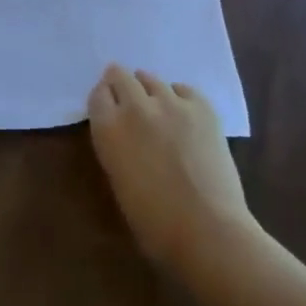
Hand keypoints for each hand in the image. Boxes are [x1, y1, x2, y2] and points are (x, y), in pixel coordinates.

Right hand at [86, 64, 255, 275]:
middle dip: (121, 84)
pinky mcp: (202, 108)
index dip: (103, 99)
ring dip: (149, 89)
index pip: (98, 94)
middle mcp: (135, 106)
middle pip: (120, 76)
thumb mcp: (117, 179)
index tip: (108, 106)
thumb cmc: (153, 221)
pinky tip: (183, 114)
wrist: (207, 229)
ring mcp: (171, 103)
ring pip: (152, 79)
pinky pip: (184, 89)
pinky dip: (179, 97)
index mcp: (108, 128)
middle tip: (127, 98)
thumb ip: (115, 146)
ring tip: (157, 107)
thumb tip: (123, 135)